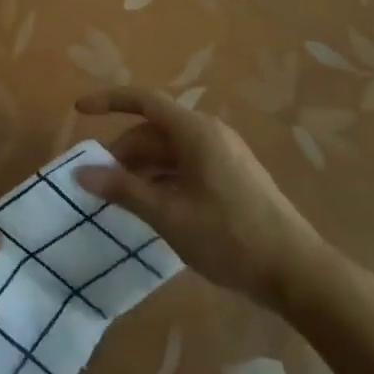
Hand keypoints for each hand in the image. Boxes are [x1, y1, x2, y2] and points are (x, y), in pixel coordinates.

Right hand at [73, 87, 325, 307]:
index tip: (78, 110)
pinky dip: (162, 179)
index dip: (109, 101)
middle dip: (123, 152)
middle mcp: (209, 134)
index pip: (143, 101)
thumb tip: (82, 172)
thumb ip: (123, 190)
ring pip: (169, 151)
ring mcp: (223, 155)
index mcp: (195, 132)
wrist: (295, 271)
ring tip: (120, 199)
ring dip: (141, 169)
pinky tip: (152, 208)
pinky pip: (186, 166)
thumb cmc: (228, 236)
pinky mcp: (231, 177)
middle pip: (154, 130)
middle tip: (98, 182)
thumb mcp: (168, 214)